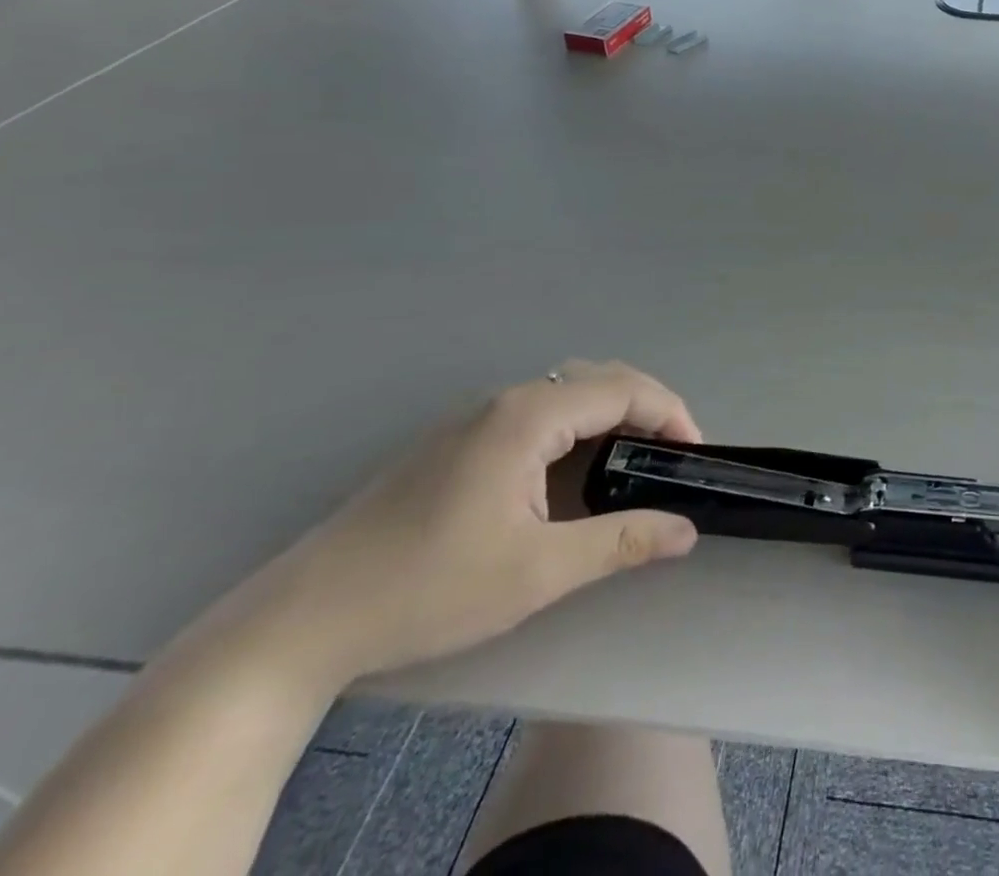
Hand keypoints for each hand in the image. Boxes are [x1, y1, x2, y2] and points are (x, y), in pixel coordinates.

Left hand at [241, 360, 701, 688]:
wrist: (303, 619)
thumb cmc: (429, 588)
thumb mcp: (538, 571)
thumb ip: (621, 542)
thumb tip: (686, 531)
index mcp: (530, 416)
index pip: (624, 389)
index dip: (671, 414)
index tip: (696, 455)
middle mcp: (505, 400)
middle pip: (600, 378)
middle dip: (648, 406)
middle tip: (672, 454)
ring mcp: (475, 417)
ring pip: (567, 391)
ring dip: (612, 413)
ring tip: (634, 460)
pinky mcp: (456, 441)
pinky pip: (538, 411)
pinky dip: (578, 425)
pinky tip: (574, 470)